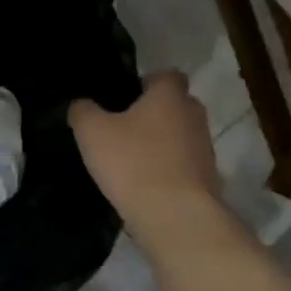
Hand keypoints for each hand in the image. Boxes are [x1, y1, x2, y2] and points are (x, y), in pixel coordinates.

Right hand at [69, 72, 221, 240]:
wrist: (174, 215)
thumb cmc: (132, 162)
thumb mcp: (92, 132)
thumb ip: (83, 111)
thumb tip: (81, 105)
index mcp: (169, 95)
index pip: (166, 76)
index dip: (145, 83)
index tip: (124, 99)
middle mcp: (194, 115)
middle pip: (175, 106)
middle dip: (154, 114)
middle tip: (123, 130)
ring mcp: (205, 148)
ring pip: (181, 137)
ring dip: (161, 144)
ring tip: (132, 161)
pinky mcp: (208, 179)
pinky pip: (184, 166)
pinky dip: (168, 171)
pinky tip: (145, 186)